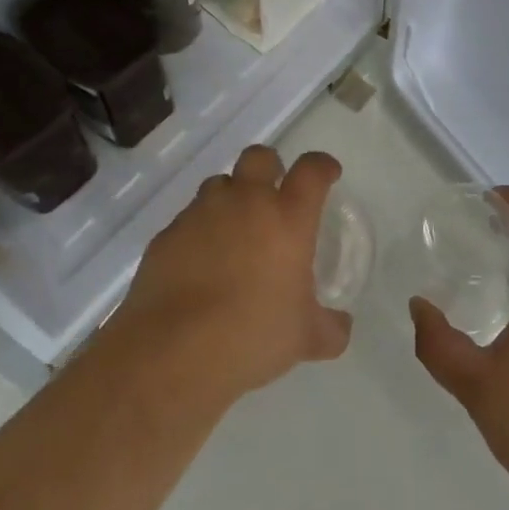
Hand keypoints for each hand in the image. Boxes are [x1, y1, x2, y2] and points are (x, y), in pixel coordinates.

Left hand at [107, 145, 350, 401]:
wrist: (174, 352)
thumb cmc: (253, 337)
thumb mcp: (306, 340)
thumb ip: (330, 328)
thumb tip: (341, 327)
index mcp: (287, 219)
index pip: (312, 171)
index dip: (322, 166)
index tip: (327, 173)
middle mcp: (245, 203)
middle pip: (259, 157)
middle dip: (269, 166)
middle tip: (273, 192)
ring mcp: (201, 215)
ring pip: (218, 184)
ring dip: (230, 198)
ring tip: (232, 231)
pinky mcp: (167, 234)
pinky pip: (188, 219)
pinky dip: (198, 231)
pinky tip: (199, 263)